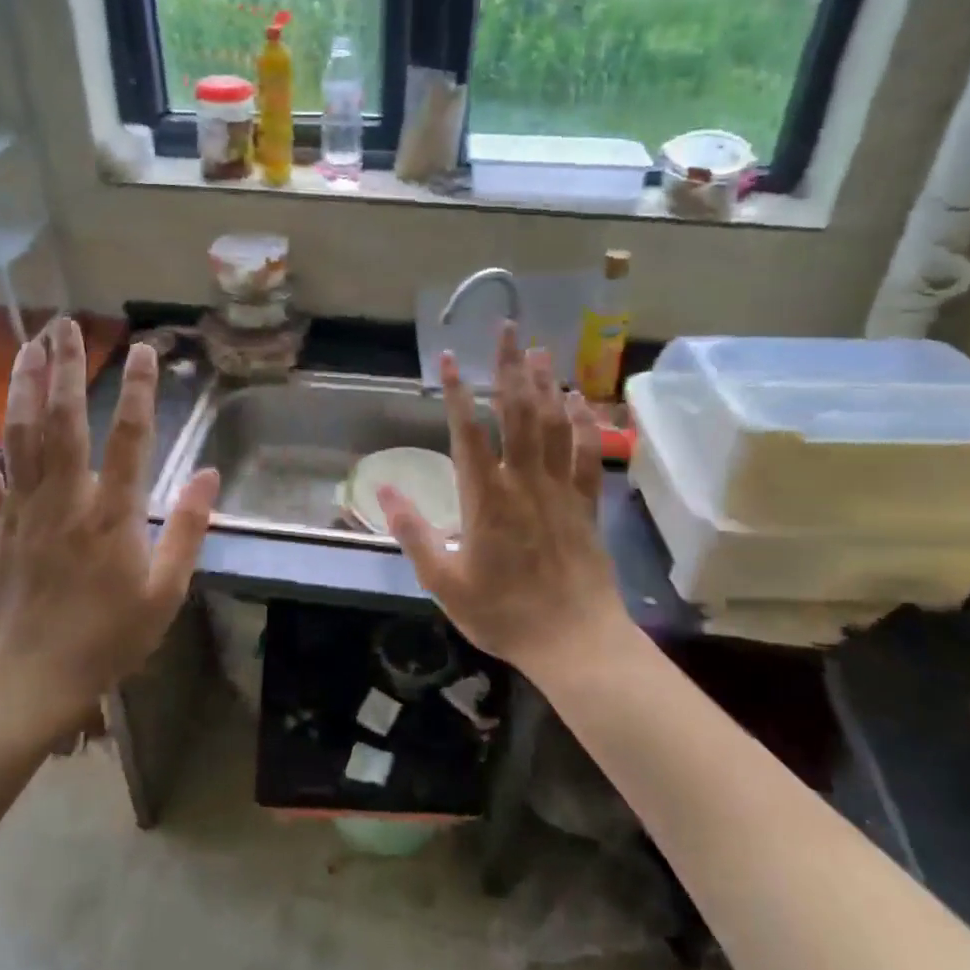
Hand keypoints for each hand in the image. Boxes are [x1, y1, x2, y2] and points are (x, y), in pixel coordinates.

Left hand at [0, 319, 219, 735]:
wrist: (27, 680)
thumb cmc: (107, 637)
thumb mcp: (166, 591)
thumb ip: (189, 529)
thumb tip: (210, 473)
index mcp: (113, 513)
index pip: (129, 437)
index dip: (138, 390)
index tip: (142, 349)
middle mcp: (65, 498)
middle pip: (65, 420)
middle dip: (66, 367)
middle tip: (65, 324)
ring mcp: (22, 509)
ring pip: (21, 436)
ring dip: (25, 386)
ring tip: (30, 344)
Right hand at [378, 324, 629, 673]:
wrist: (574, 641)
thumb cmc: (502, 613)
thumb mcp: (442, 580)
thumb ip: (412, 531)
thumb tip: (382, 488)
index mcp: (485, 497)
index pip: (467, 431)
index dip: (456, 390)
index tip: (447, 356)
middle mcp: (524, 481)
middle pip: (518, 412)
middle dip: (510, 367)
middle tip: (508, 328)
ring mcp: (560, 490)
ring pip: (554, 424)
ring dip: (546, 384)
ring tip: (539, 350)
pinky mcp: (586, 504)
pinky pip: (587, 454)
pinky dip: (583, 423)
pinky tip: (578, 400)